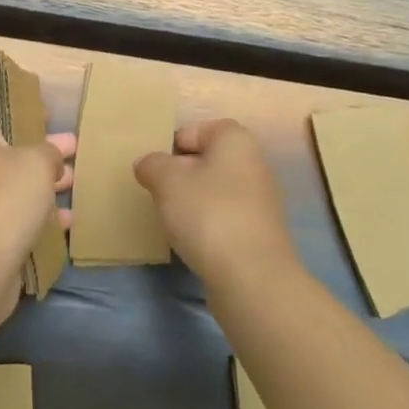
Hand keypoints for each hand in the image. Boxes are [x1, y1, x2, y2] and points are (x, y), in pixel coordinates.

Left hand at [0, 106, 74, 316]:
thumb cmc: (4, 201)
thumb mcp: (36, 162)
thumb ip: (49, 150)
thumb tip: (51, 155)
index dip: (26, 107)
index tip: (54, 112)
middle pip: (12, 149)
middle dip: (45, 149)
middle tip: (76, 148)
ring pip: (18, 185)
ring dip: (47, 184)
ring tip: (78, 182)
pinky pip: (19, 217)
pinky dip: (42, 216)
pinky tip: (68, 221)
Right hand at [136, 119, 300, 292]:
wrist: (252, 278)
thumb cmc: (208, 214)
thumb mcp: (166, 181)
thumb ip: (152, 165)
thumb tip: (148, 164)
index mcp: (235, 140)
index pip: (197, 130)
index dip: (171, 145)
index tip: (154, 168)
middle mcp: (253, 164)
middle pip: (207, 160)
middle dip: (181, 174)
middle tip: (157, 192)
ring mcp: (260, 201)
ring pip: (215, 190)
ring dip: (193, 201)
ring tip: (171, 218)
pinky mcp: (259, 233)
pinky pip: (225, 217)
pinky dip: (207, 225)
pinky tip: (192, 241)